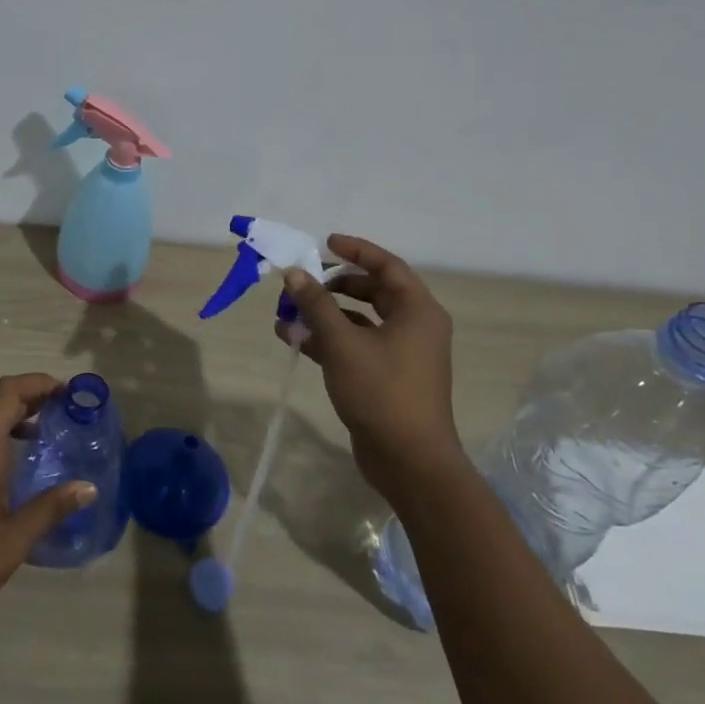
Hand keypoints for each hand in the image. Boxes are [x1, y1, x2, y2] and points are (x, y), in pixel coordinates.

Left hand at [0, 373, 95, 630]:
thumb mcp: (13, 541)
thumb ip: (50, 509)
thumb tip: (88, 487)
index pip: (7, 392)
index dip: (37, 383)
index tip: (67, 394)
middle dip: (30, 400)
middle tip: (62, 415)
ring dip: (11, 420)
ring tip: (41, 440)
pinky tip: (10, 474)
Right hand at [276, 234, 463, 506]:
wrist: (409, 461)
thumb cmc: (382, 392)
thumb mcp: (343, 343)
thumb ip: (316, 305)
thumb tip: (294, 273)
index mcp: (417, 311)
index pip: (388, 266)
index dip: (357, 251)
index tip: (325, 242)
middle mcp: (414, 327)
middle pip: (373, 292)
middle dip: (334, 285)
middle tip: (304, 281)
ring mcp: (401, 355)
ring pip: (360, 322)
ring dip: (325, 315)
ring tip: (287, 313)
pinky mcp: (386, 378)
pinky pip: (356, 347)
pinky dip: (328, 341)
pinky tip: (294, 340)